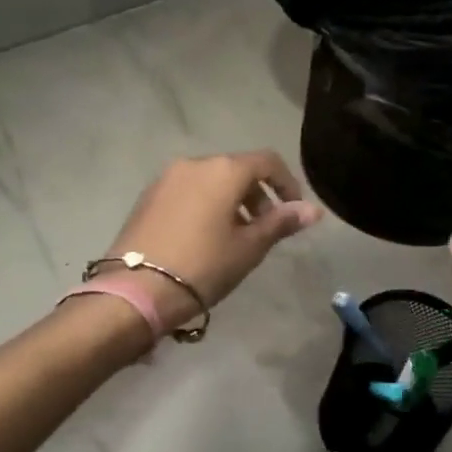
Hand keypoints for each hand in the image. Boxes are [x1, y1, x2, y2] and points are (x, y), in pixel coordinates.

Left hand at [103, 150, 321, 333]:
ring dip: (231, 201)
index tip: (294, 211)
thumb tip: (314, 210)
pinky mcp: (147, 197)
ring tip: (235, 237)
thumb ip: (281, 222)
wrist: (137, 290)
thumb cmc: (204, 266)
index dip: (287, 183)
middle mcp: (193, 164)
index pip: (267, 162)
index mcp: (223, 171)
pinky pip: (187, 191)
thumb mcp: (249, 247)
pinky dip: (205, 205)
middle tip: (265, 229)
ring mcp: (166, 179)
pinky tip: (204, 238)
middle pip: (236, 169)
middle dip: (257, 195)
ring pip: (210, 180)